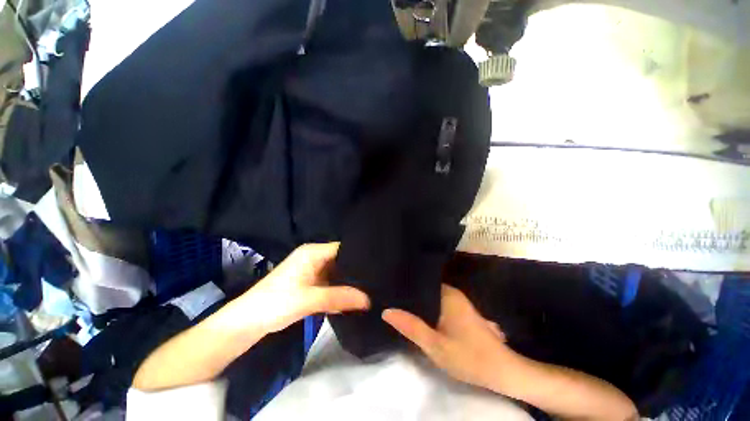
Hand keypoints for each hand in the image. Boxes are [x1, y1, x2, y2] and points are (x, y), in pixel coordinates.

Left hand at [243, 242, 369, 333]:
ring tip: (371, 288)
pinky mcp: (310, 285)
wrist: (246, 324)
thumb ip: (340, 297)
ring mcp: (312, 272)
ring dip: (349, 283)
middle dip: (356, 271)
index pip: (343, 248)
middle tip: (376, 279)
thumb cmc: (275, 303)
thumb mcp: (309, 299)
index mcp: (313, 252)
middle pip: (341, 261)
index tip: (377, 264)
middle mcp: (314, 258)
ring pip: (337, 274)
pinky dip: (340, 291)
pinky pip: (331, 285)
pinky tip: (355, 299)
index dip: (359, 255)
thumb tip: (369, 300)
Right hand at [382, 284, 510, 389]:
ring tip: (398, 306)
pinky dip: (428, 311)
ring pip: (431, 299)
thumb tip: (387, 311)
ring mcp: (458, 303)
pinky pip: (438, 306)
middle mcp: (453, 293)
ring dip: (418, 305)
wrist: (503, 372)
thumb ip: (411, 327)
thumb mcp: (435, 345)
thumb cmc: (470, 357)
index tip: (388, 291)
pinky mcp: (460, 313)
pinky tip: (418, 318)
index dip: (404, 287)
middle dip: (409, 297)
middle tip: (389, 300)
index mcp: (447, 294)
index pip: (420, 282)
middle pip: (425, 290)